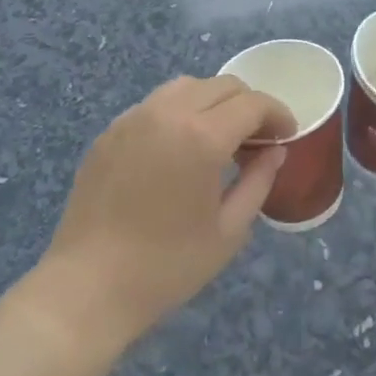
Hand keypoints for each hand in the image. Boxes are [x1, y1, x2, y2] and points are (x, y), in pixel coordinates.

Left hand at [41, 76, 292, 352]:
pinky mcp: (111, 130)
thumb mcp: (228, 231)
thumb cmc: (166, 267)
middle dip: (249, 106)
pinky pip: (156, 104)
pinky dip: (180, 112)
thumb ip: (258, 181)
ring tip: (219, 138)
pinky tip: (179, 148)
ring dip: (214, 102)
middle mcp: (169, 113)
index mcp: (202, 137)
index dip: (277, 115)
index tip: (287, 135)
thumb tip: (274, 151)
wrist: (87, 289)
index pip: (253, 104)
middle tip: (257, 140)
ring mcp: (135, 117)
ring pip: (188, 86)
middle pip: (223, 86)